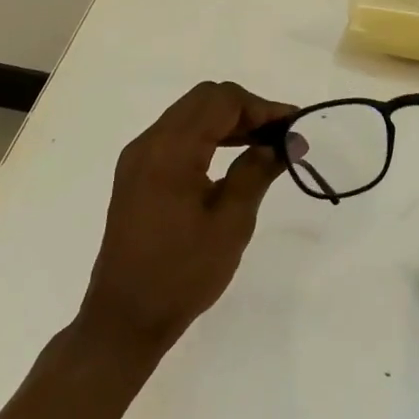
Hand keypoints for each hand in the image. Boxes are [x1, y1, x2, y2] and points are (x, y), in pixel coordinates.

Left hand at [78, 81, 294, 356]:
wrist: (124, 319)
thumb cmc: (182, 273)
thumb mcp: (231, 222)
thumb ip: (257, 171)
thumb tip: (288, 141)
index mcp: (171, 149)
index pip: (222, 101)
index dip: (262, 107)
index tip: (294, 128)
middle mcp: (149, 142)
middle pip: (204, 99)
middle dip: (246, 109)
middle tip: (279, 136)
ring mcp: (139, 157)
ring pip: (190, 114)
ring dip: (227, 121)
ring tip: (263, 145)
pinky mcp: (136, 173)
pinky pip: (177, 134)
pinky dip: (208, 135)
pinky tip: (232, 158)